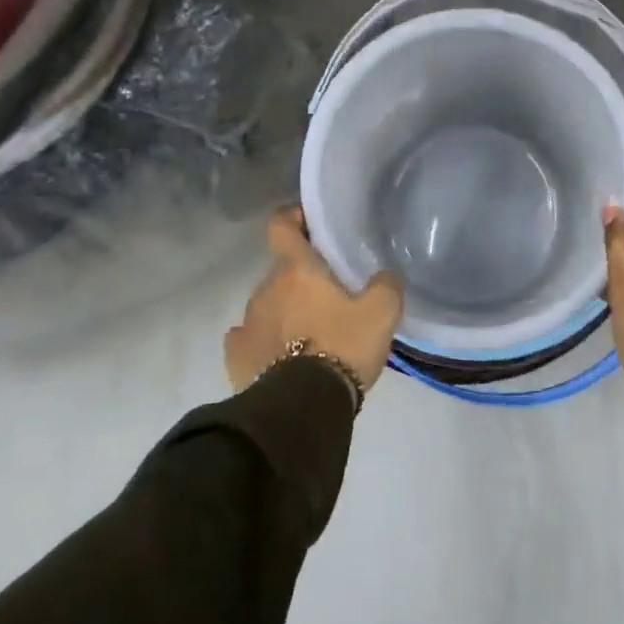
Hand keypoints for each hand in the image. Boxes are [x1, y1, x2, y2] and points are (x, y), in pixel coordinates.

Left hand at [225, 206, 403, 396]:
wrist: (302, 407)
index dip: (293, 217)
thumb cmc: (342, 347)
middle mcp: (265, 288)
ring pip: (268, 303)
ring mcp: (246, 322)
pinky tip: (280, 355)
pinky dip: (264, 340)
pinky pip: (249, 337)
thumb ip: (386, 285)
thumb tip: (384, 276)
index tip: (308, 222)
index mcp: (297, 269)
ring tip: (310, 333)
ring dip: (285, 310)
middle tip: (330, 294)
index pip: (281, 225)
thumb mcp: (382, 313)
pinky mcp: (236, 356)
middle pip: (281, 270)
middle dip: (302, 277)